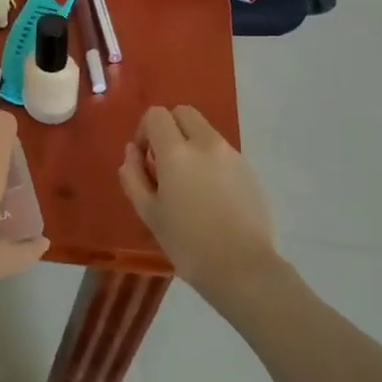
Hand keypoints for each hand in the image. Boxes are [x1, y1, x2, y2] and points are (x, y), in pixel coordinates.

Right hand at [118, 105, 278, 300]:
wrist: (243, 268)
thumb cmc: (187, 243)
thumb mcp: (148, 213)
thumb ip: (133, 176)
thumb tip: (132, 151)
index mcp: (176, 151)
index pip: (156, 115)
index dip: (144, 130)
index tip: (144, 158)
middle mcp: (206, 143)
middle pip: (183, 112)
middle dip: (169, 128)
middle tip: (165, 163)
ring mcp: (231, 154)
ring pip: (205, 131)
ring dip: (191, 143)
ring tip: (189, 183)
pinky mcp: (249, 169)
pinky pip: (222, 151)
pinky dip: (211, 160)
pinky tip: (211, 196)